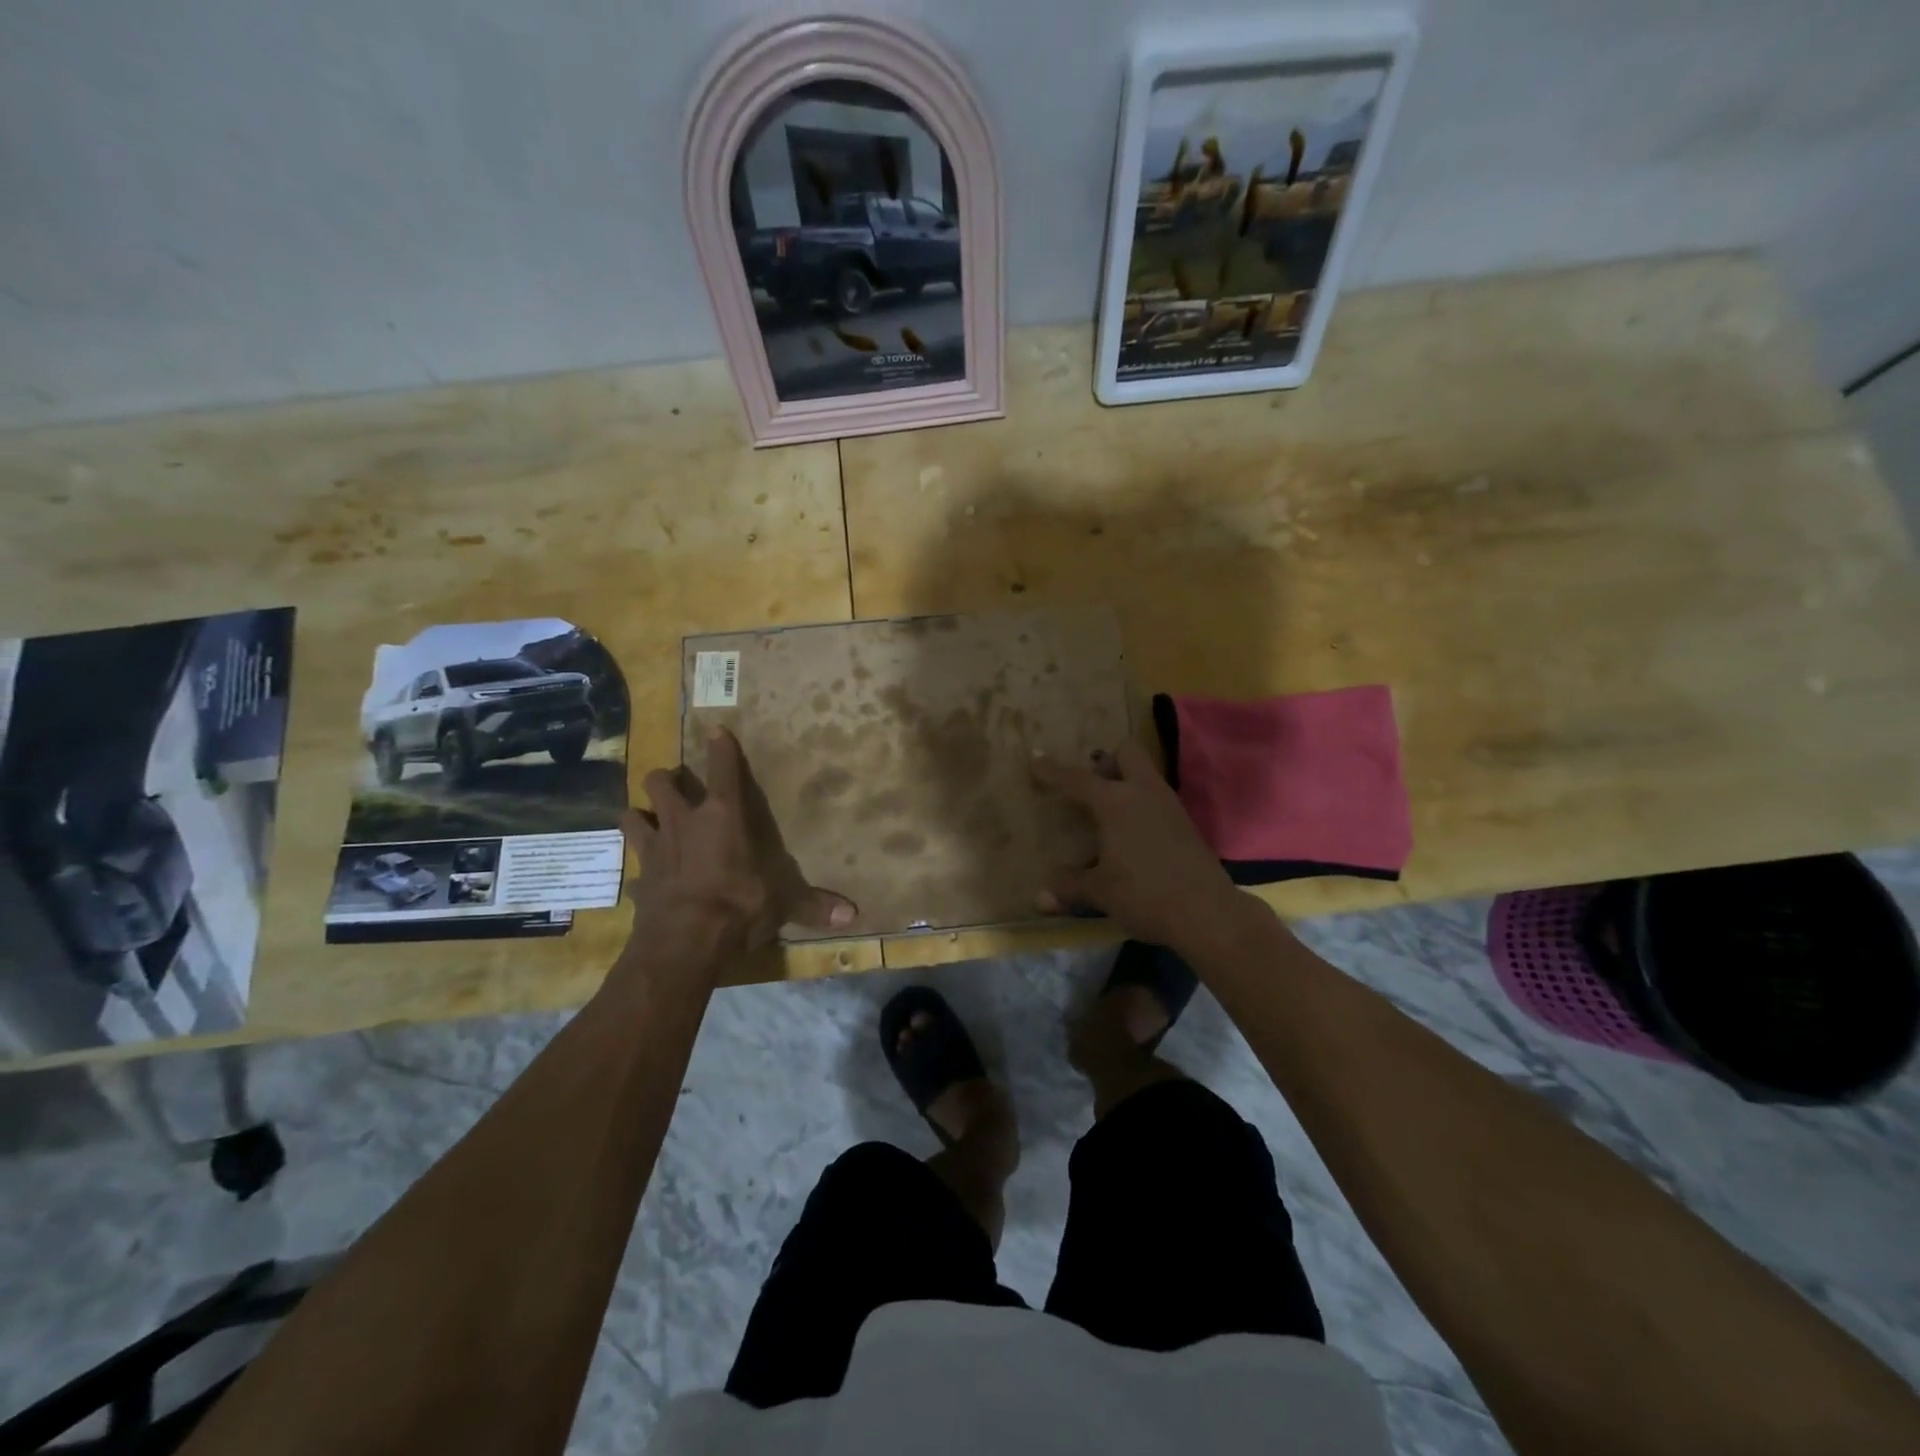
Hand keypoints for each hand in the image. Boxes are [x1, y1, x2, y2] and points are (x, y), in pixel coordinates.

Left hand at [623, 726, 854, 964]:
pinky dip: (640, 870)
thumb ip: (813, 904)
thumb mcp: (782, 903)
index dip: (720, 748)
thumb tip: (853, 914)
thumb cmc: (738, 906)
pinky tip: (646, 877)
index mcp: (723, 817)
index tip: (716, 731)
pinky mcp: (637, 878)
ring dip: (641, 814)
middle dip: (667, 779)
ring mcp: (655, 848)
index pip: (722, 770)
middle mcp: (684, 822)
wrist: (684, 941)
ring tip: (650, 820)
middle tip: (676, 786)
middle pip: (661, 782)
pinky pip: (634, 867)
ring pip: (633, 814)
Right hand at [1032, 739, 1242, 951]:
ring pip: (1146, 774)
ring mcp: (1169, 805)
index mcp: (1115, 803)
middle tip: (1090, 780)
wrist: (1207, 912)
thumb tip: (1040, 898)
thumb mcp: (1100, 892)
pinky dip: (1142, 803)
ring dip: (1126, 780)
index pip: (1077, 779)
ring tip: (1107, 806)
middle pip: (1127, 752)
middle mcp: (1143, 793)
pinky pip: (1157, 798)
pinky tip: (1132, 830)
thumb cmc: (1144, 894)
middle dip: (1107, 759)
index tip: (1035, 758)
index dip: (1053, 771)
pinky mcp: (1186, 823)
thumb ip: (1069, 887)